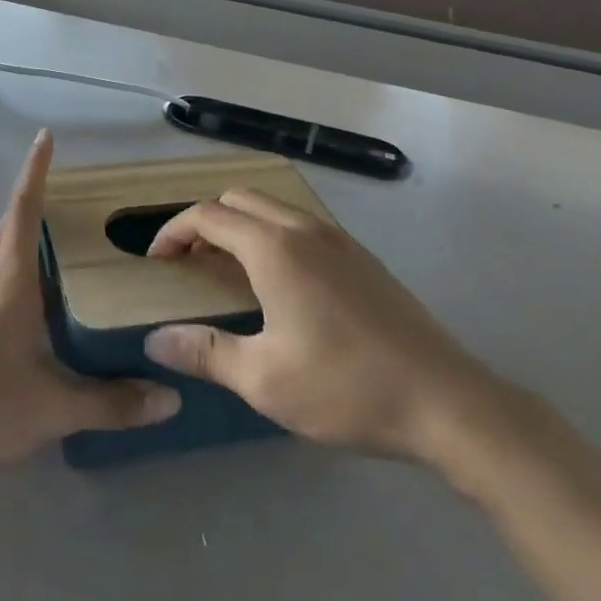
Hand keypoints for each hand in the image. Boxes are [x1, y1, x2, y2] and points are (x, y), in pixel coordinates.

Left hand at [0, 131, 179, 491]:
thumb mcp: (50, 409)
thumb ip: (110, 403)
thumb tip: (171, 397)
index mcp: (10, 284)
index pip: (23, 211)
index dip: (35, 172)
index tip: (45, 136)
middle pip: (11, 225)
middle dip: (37, 199)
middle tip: (78, 193)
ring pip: (2, 253)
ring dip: (27, 235)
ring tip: (67, 240)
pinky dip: (20, 270)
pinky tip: (40, 300)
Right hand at [142, 190, 503, 466]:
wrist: (446, 401)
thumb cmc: (346, 388)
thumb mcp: (264, 380)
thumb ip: (204, 352)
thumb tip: (154, 339)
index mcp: (274, 248)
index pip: (209, 216)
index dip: (174, 232)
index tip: (156, 261)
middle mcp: (304, 229)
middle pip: (240, 199)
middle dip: (206, 221)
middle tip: (189, 262)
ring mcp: (339, 240)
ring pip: (274, 208)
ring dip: (242, 225)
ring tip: (229, 270)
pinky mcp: (363, 257)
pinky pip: (303, 225)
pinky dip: (273, 234)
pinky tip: (281, 283)